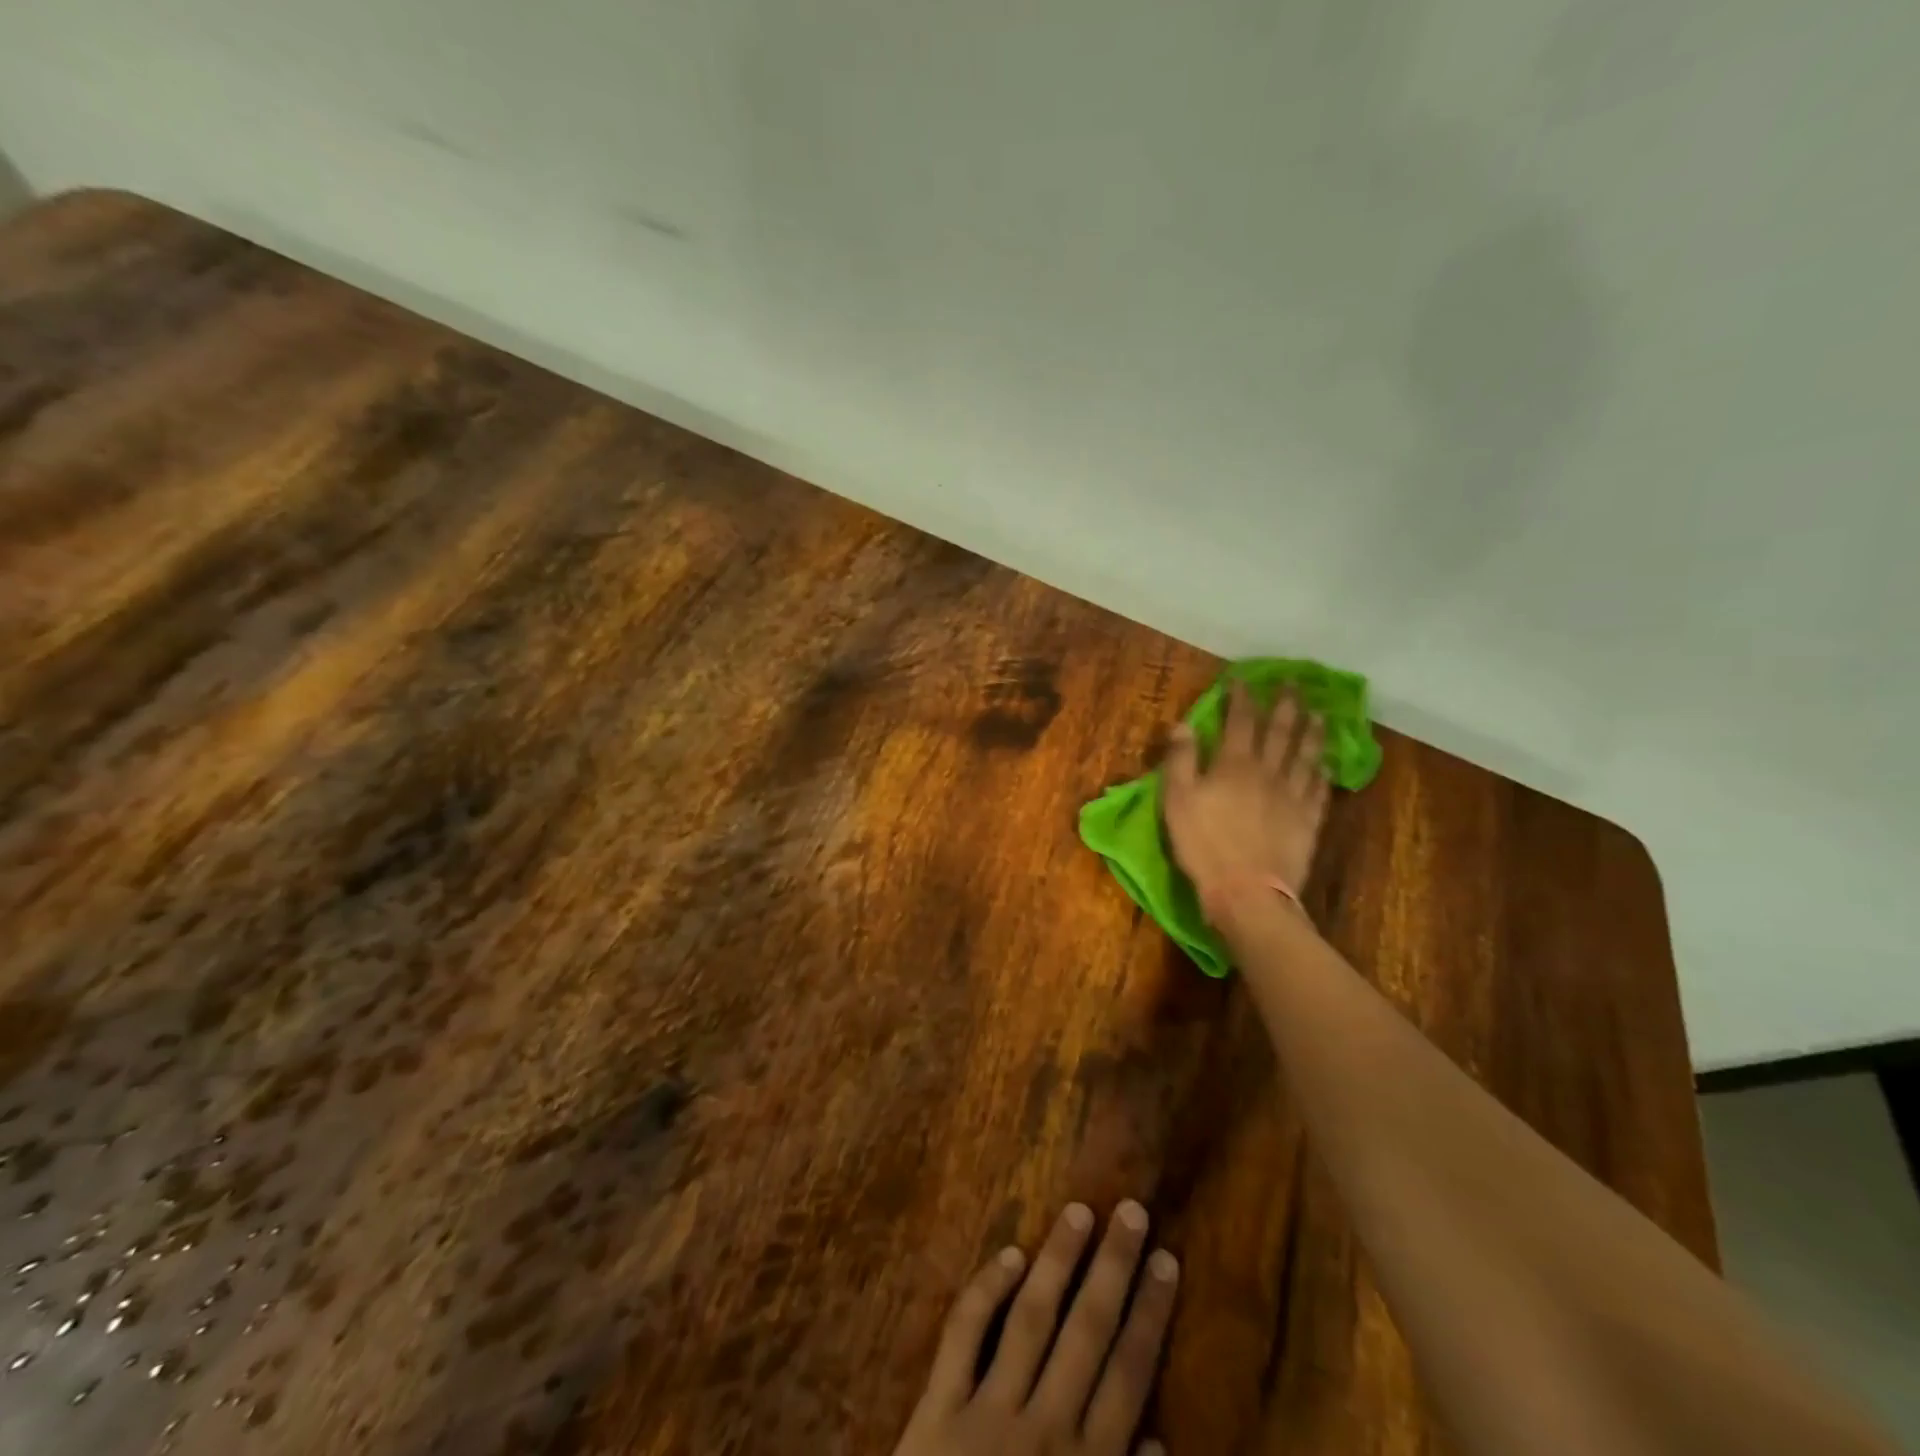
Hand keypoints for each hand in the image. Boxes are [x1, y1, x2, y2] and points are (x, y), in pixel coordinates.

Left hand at [893, 1201, 1178, 1455]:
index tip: (1166, 1258)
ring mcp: (989, 1412)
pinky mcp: (937, 1408)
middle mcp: (1046, 1428)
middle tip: (1131, 1209)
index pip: (1129, 1374)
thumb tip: (1159, 1444)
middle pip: (1088, 1332)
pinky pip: (964, 1336)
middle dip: (1113, 1269)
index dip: (1150, 1314)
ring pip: (1032, 1318)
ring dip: (1058, 1262)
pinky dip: (986, 1292)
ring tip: (1079, 1212)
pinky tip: (1009, 1255)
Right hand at [1162, 681, 1330, 923]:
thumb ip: (1181, 759)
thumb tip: (1183, 724)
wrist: (1247, 891)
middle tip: (1294, 683)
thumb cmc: (1203, 844)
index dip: (1242, 697)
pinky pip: (1319, 789)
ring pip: (1307, 755)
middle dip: (1286, 704)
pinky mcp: (1308, 821)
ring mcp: (1293, 796)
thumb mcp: (1177, 799)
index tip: (1243, 680)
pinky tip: (1327, 764)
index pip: (1241, 720)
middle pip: (1281, 731)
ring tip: (1320, 713)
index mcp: (1234, 764)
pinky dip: (1323, 772)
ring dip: (1313, 731)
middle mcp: (1268, 771)